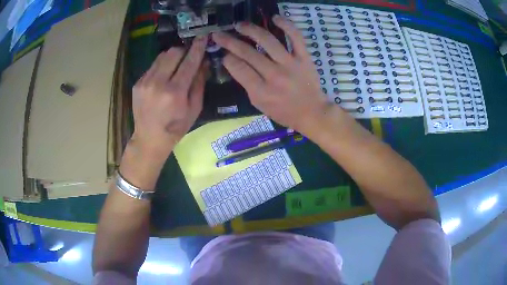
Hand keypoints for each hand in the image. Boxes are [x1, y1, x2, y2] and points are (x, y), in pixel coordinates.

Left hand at [131, 36, 206, 155]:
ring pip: (162, 56)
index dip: (197, 47)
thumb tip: (203, 63)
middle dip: (184, 51)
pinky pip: (153, 66)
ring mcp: (145, 82)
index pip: (189, 62)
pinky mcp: (138, 83)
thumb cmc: (176, 128)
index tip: (202, 37)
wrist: (149, 139)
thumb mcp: (194, 109)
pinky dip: (161, 66)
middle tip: (188, 57)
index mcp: (175, 92)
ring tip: (175, 67)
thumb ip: (199, 83)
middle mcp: (158, 83)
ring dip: (172, 57)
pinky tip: (163, 78)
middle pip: (173, 52)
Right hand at [212, 15, 329, 133]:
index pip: (239, 68)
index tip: (224, 54)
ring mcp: (291, 64)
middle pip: (248, 53)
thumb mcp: (259, 104)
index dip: (228, 58)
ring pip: (268, 41)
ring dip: (251, 29)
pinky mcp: (304, 58)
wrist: (312, 112)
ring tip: (240, 25)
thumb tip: (235, 63)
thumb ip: (247, 84)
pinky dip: (286, 25)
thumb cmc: (284, 112)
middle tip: (219, 34)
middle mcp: (275, 76)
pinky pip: (296, 37)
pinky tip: (275, 18)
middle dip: (229, 41)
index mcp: (262, 92)